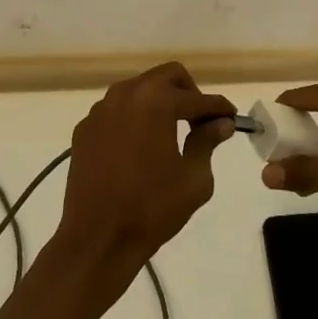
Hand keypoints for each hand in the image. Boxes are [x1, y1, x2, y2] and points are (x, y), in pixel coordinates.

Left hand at [57, 63, 235, 270]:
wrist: (96, 241)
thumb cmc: (151, 209)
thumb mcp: (193, 180)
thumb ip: (207, 142)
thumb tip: (220, 123)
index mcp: (156, 100)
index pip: (197, 98)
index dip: (219, 108)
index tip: (231, 118)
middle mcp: (127, 93)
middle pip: (167, 76)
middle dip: (189, 93)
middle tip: (200, 120)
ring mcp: (102, 109)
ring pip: (140, 89)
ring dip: (159, 102)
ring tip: (170, 132)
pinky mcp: (85, 127)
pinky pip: (117, 111)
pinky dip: (134, 119)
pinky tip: (139, 147)